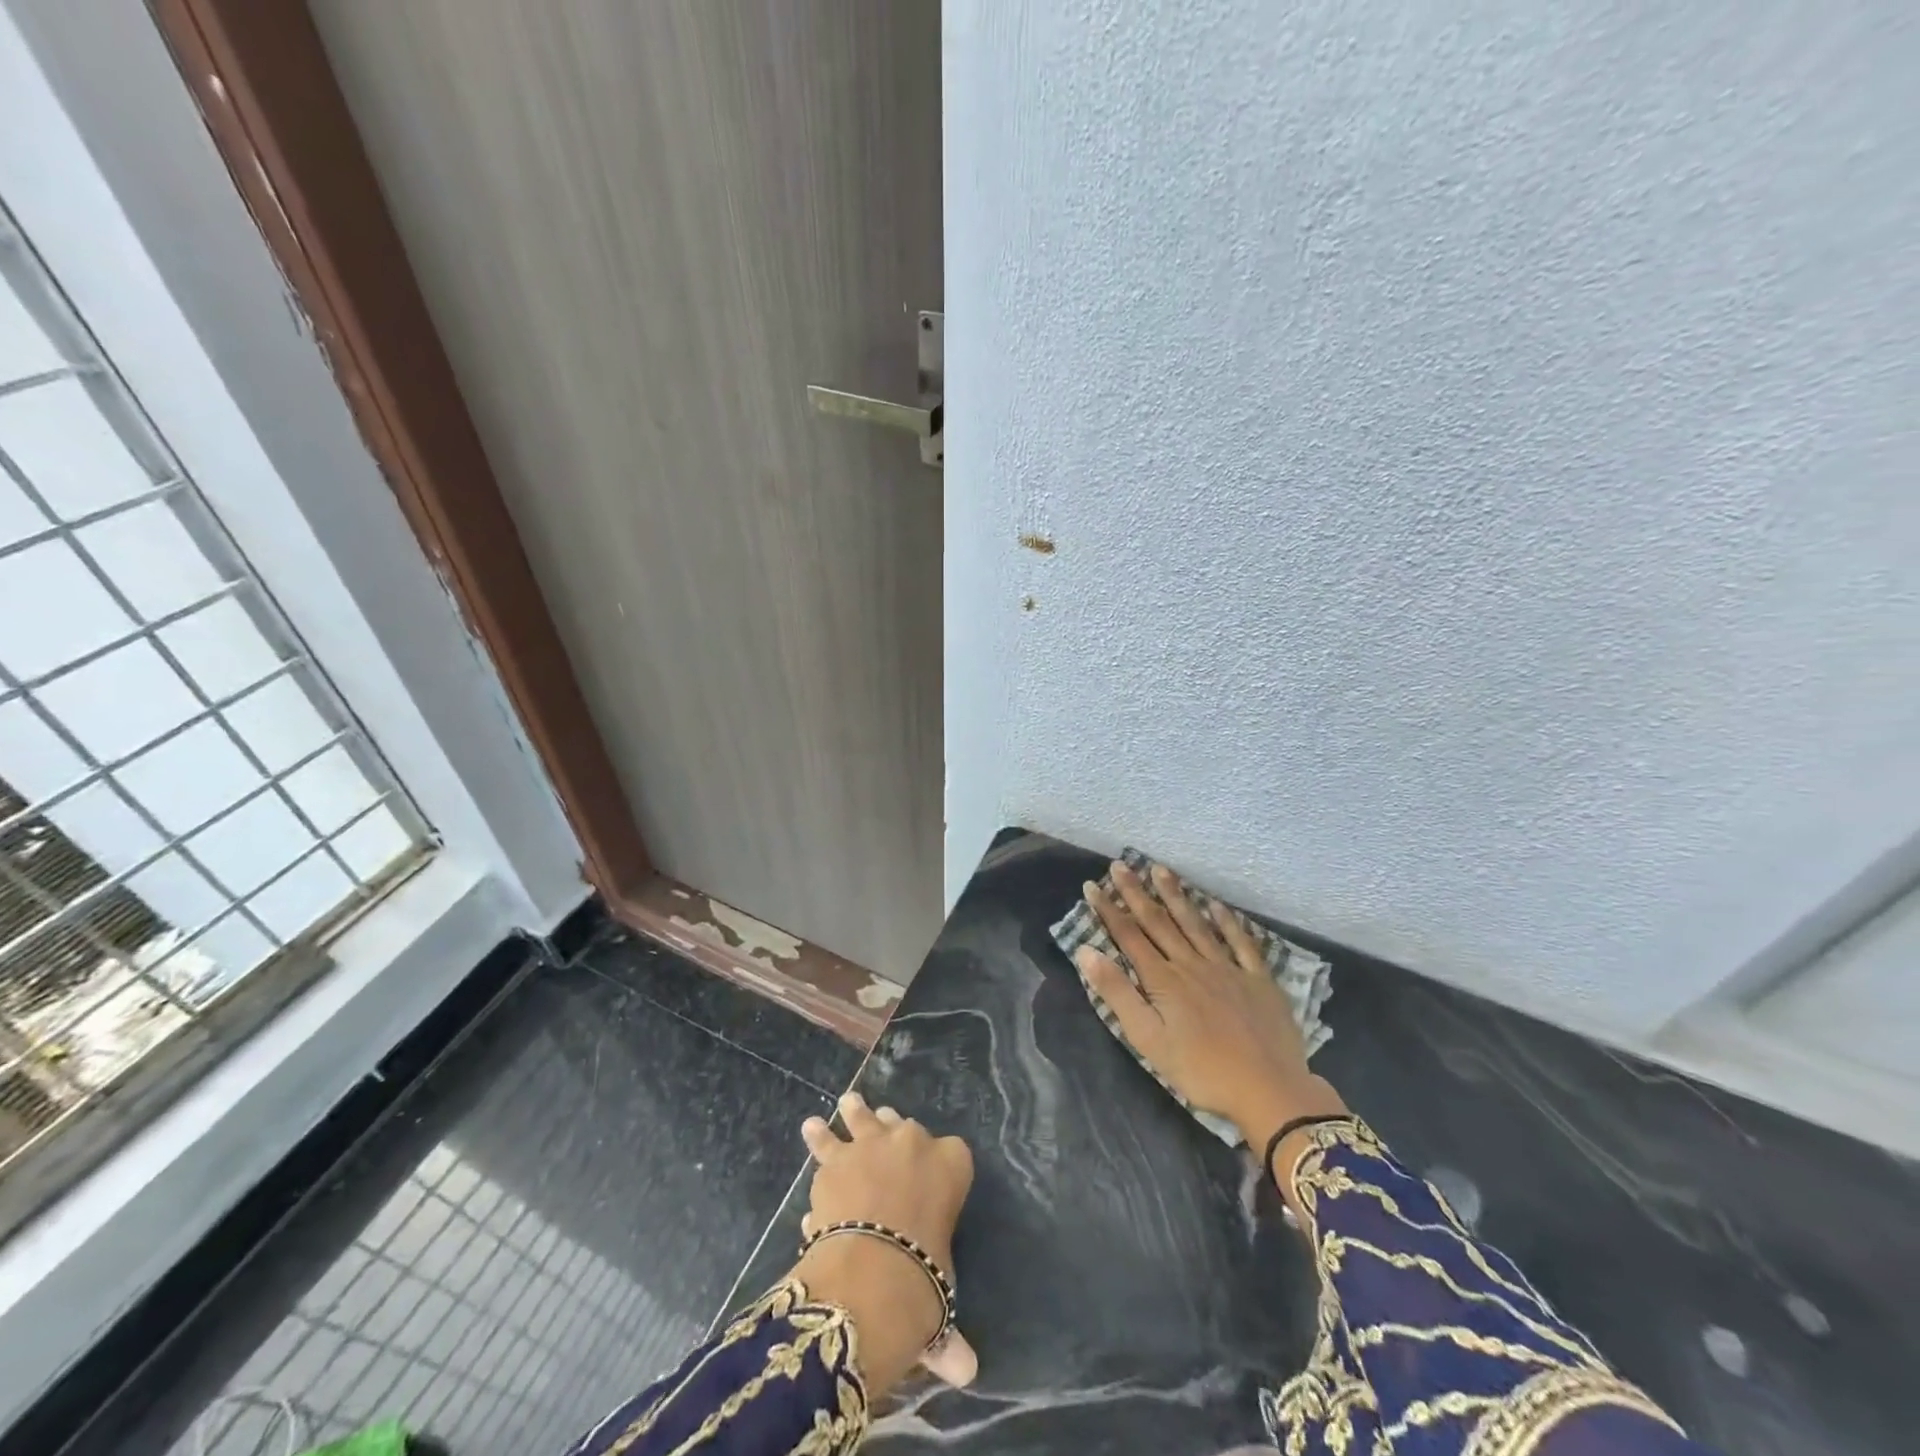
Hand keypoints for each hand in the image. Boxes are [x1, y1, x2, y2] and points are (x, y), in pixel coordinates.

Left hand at [793, 1092, 977, 1395]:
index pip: (954, 1153)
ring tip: (847, 1102)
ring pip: (864, 1120)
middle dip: (894, 1131)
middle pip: (905, 1128)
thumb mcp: (940, 1299)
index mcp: (952, 1165)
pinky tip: (811, 1129)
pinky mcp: (835, 1159)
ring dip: (855, 1114)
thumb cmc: (921, 1278)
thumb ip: (948, 1331)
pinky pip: (827, 1147)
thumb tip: (966, 1371)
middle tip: (885, 1127)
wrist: (872, 1269)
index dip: (942, 1164)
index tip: (930, 1175)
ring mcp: (872, 1145)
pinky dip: (819, 1141)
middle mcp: (913, 1142)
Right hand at [1075, 862, 1346, 1186]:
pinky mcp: (1258, 979)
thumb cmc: (1201, 1070)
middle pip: (1159, 922)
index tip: (1092, 886)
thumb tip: (1086, 951)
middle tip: (1120, 865)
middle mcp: (1192, 964)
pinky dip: (1227, 922)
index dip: (1109, 910)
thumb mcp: (1148, 1039)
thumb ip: (1117, 993)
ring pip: (1195, 924)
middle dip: (1136, 893)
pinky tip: (1217, 905)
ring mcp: (1227, 968)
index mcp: (1164, 980)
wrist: (1269, 1090)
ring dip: (1175, 896)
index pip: (1129, 936)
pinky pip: (1241, 943)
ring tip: (1160, 870)